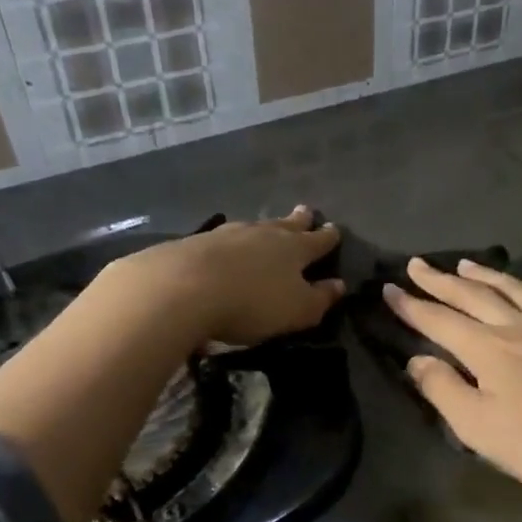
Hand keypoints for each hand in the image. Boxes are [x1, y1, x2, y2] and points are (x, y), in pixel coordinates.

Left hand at [119, 206, 343, 346]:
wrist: (182, 289)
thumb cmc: (252, 303)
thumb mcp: (297, 310)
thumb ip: (320, 298)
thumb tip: (339, 285)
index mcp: (294, 249)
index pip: (317, 240)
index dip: (328, 237)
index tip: (335, 229)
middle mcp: (263, 234)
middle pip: (285, 224)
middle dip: (298, 220)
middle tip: (306, 210)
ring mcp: (227, 234)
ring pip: (253, 228)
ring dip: (264, 228)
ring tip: (267, 228)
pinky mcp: (195, 243)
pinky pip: (223, 239)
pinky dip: (231, 242)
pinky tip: (226, 246)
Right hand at [384, 257, 521, 500]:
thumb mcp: (478, 428)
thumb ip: (443, 390)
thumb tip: (418, 359)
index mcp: (488, 348)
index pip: (439, 320)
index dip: (412, 306)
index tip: (390, 290)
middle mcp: (518, 326)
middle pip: (472, 296)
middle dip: (440, 281)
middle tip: (417, 265)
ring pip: (511, 289)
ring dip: (483, 275)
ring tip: (464, 265)